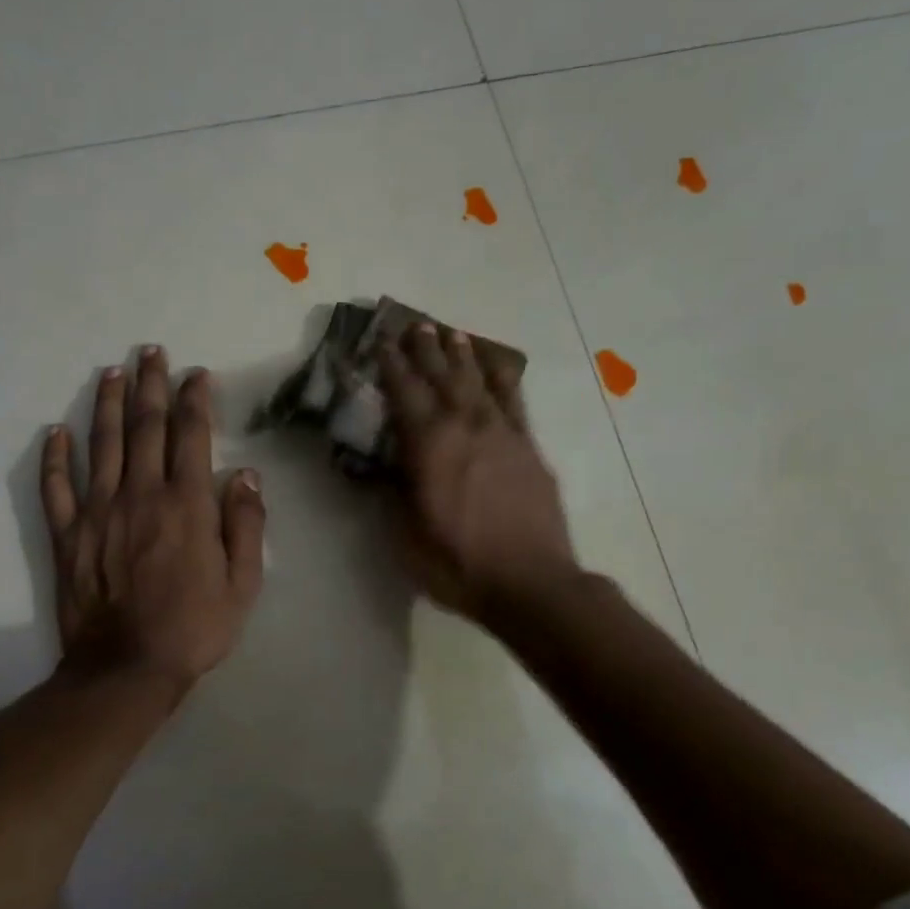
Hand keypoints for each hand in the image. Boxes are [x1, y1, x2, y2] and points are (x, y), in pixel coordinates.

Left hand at [41, 347, 265, 693]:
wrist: (127, 668)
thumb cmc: (194, 628)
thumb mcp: (243, 584)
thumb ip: (247, 526)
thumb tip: (247, 475)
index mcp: (187, 503)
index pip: (191, 435)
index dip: (195, 399)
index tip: (196, 374)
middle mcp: (142, 493)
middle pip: (144, 426)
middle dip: (150, 384)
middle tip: (151, 352)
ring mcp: (99, 511)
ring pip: (102, 443)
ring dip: (106, 404)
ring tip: (111, 372)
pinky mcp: (68, 534)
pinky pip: (57, 486)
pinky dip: (55, 456)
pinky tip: (56, 431)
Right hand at [378, 322, 578, 619]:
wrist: (530, 583)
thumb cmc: (458, 564)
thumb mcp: (405, 537)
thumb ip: (392, 494)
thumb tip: (378, 468)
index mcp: (429, 446)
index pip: (403, 393)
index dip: (389, 365)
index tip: (379, 341)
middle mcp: (465, 427)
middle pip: (442, 377)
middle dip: (426, 349)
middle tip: (415, 325)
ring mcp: (502, 434)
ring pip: (478, 382)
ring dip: (463, 356)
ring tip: (452, 334)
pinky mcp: (529, 448)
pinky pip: (514, 401)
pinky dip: (503, 379)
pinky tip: (498, 367)